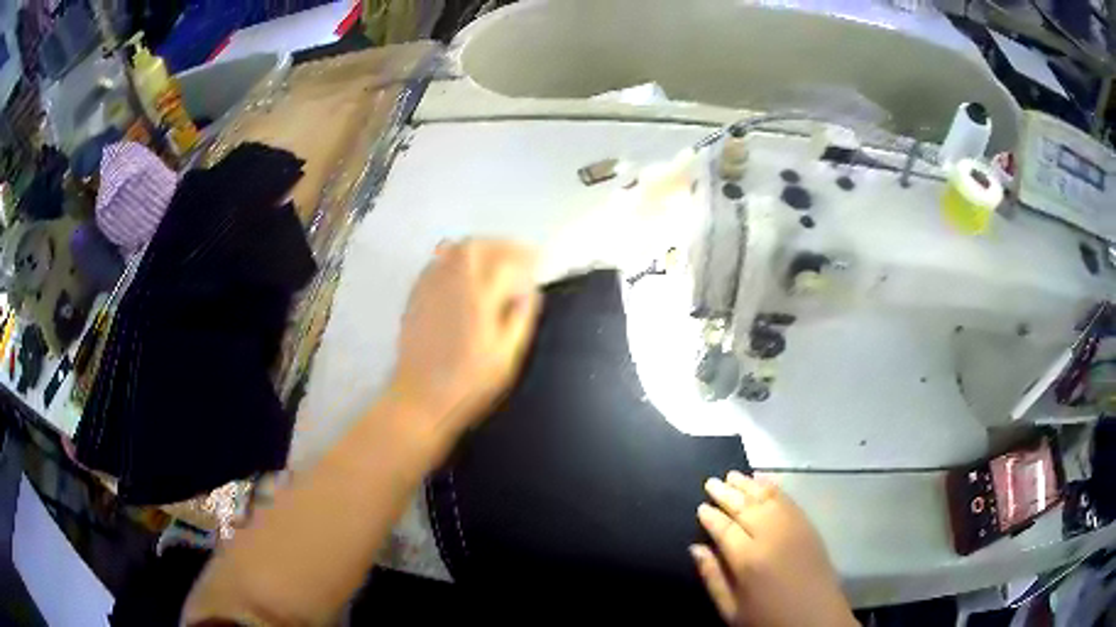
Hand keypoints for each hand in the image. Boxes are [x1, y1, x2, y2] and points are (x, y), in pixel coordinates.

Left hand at [387, 239, 540, 444]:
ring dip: (479, 248)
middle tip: (519, 255)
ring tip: (495, 260)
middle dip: (501, 245)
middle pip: (477, 246)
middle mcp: (452, 282)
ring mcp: (430, 287)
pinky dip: (456, 259)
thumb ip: (520, 318)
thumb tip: (530, 291)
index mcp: (478, 296)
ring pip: (454, 250)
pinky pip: (437, 263)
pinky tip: (465, 274)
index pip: (506, 262)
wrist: (420, 398)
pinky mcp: (416, 296)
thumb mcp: (506, 356)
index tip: (540, 261)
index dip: (526, 257)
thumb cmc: (469, 383)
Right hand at [691, 472, 856, 626]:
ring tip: (732, 475)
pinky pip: (788, 499)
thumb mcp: (731, 610)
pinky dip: (773, 487)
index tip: (700, 506)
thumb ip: (712, 577)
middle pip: (745, 507)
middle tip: (711, 482)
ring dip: (748, 485)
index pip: (724, 528)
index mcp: (748, 559)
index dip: (710, 516)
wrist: (815, 620)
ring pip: (767, 498)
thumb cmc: (768, 619)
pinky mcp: (809, 525)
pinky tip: (763, 480)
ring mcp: (793, 527)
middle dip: (726, 493)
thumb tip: (696, 548)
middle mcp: (771, 536)